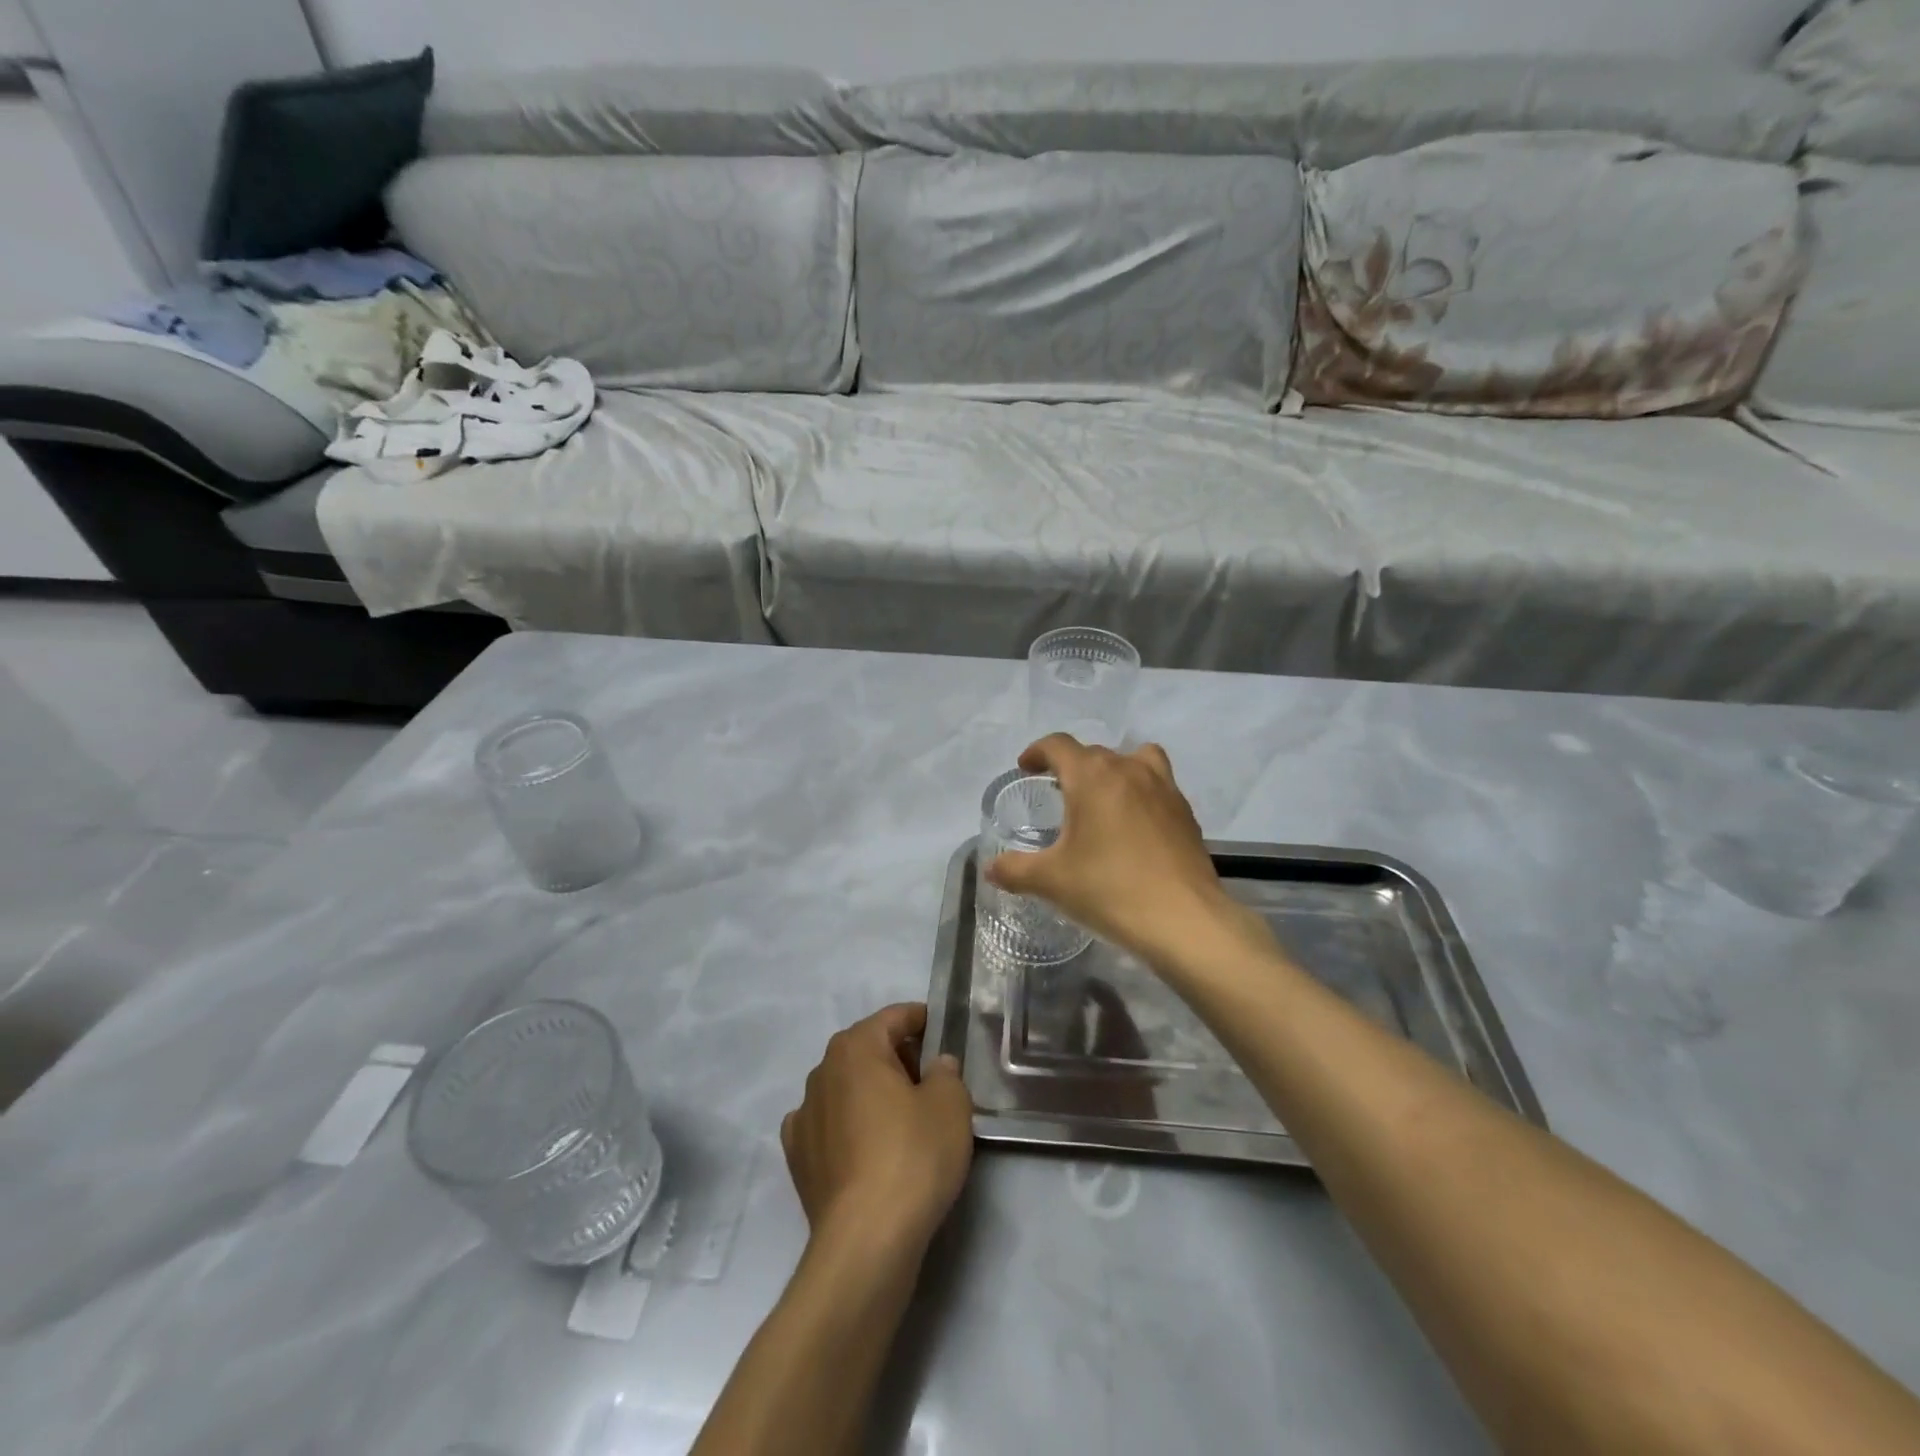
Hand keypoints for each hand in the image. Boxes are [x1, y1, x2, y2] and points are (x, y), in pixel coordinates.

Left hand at [781, 1003, 973, 1256]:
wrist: (866, 1240)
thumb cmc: (913, 1157)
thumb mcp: (950, 1105)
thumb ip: (946, 1073)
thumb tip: (936, 1065)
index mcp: (856, 1047)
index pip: (894, 1018)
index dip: (921, 1020)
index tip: (943, 1033)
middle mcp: (822, 1071)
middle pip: (867, 1050)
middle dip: (898, 1058)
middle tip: (932, 1080)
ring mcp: (804, 1114)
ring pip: (846, 1087)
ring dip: (871, 1093)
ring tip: (903, 1119)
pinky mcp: (797, 1157)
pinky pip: (829, 1125)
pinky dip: (848, 1127)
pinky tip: (866, 1147)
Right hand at [982, 736, 1274, 970]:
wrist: (1183, 919)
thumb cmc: (1109, 890)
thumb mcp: (1051, 882)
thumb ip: (1014, 870)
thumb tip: (991, 868)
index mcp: (1092, 776)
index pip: (1058, 745)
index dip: (1037, 752)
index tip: (1026, 767)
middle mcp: (1129, 769)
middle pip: (1094, 753)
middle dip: (1071, 766)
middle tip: (1057, 793)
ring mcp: (1163, 788)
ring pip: (1135, 759)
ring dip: (1114, 769)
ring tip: (1103, 798)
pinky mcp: (1185, 812)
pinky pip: (1158, 785)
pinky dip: (1141, 793)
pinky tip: (1133, 828)